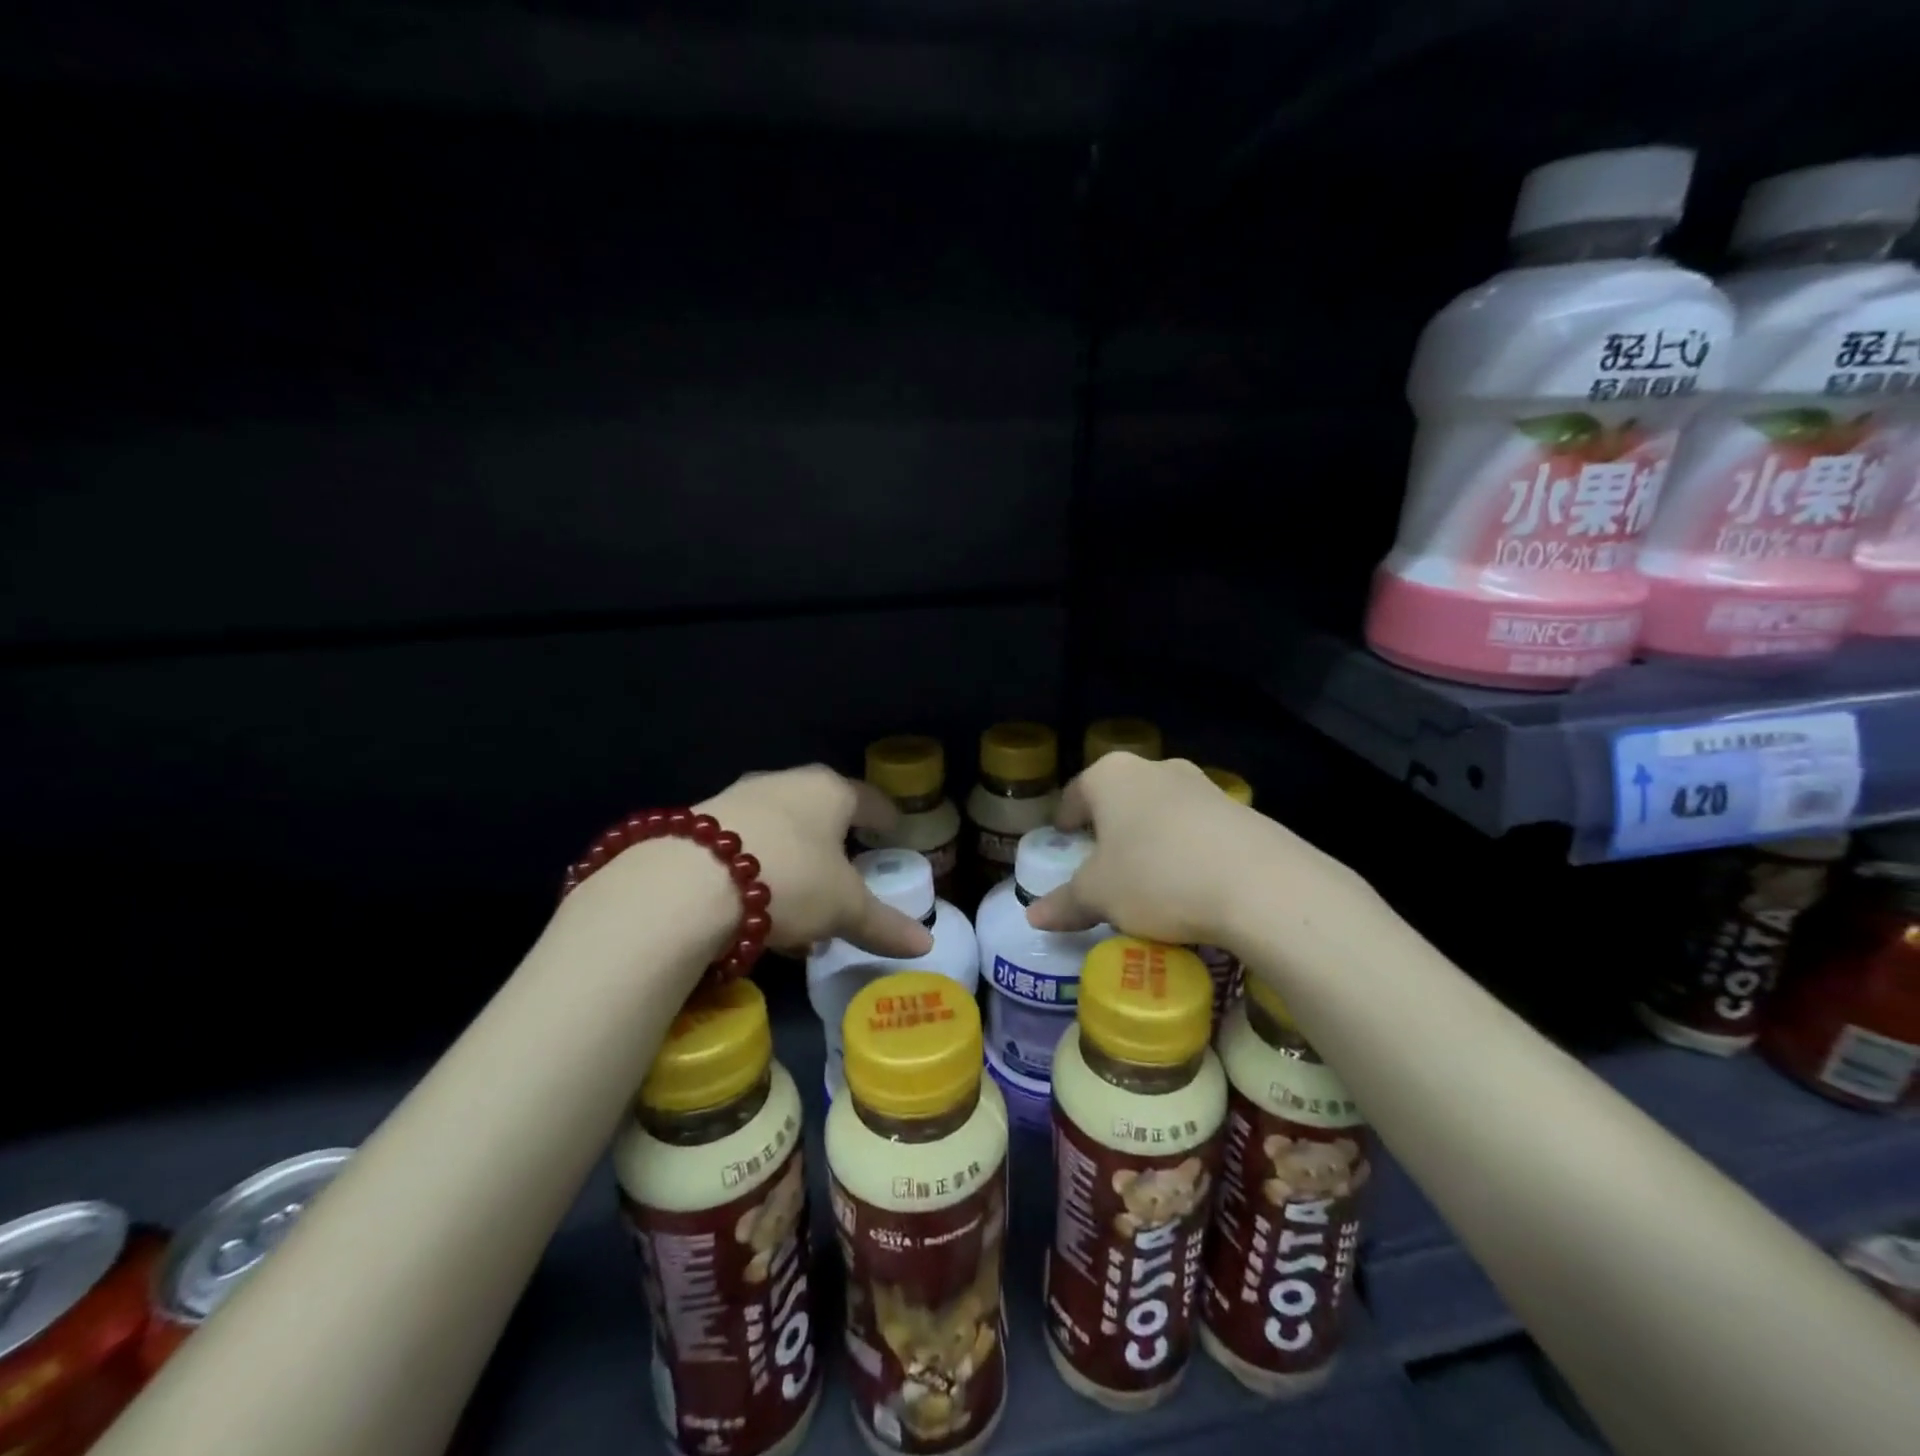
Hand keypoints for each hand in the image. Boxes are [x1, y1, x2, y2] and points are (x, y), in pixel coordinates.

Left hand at [697, 765, 934, 958]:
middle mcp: (786, 783)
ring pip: (780, 829)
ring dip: (794, 860)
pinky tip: (754, 906)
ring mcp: (739, 798)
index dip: (885, 817)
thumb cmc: (790, 879)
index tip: (894, 829)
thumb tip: (926, 945)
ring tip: (800, 903)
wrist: (686, 882)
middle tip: (846, 870)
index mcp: (829, 791)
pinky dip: (757, 869)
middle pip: (821, 811)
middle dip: (835, 843)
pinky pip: (744, 845)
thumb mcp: (844, 908)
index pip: (868, 799)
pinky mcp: (701, 822)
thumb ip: (884, 924)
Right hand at [1024, 753, 1368, 950]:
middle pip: (1120, 798)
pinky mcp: (1241, 811)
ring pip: (1161, 811)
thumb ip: (1065, 903)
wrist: (1260, 885)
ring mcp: (1203, 785)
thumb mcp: (1099, 896)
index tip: (1065, 842)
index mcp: (1112, 776)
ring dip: (1151, 839)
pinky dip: (1187, 850)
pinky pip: (1198, 829)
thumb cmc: (1156, 877)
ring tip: (1148, 880)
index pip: (1075, 793)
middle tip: (1103, 866)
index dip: (1065, 820)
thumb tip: (1033, 916)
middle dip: (1110, 829)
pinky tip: (1191, 885)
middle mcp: (1156, 768)